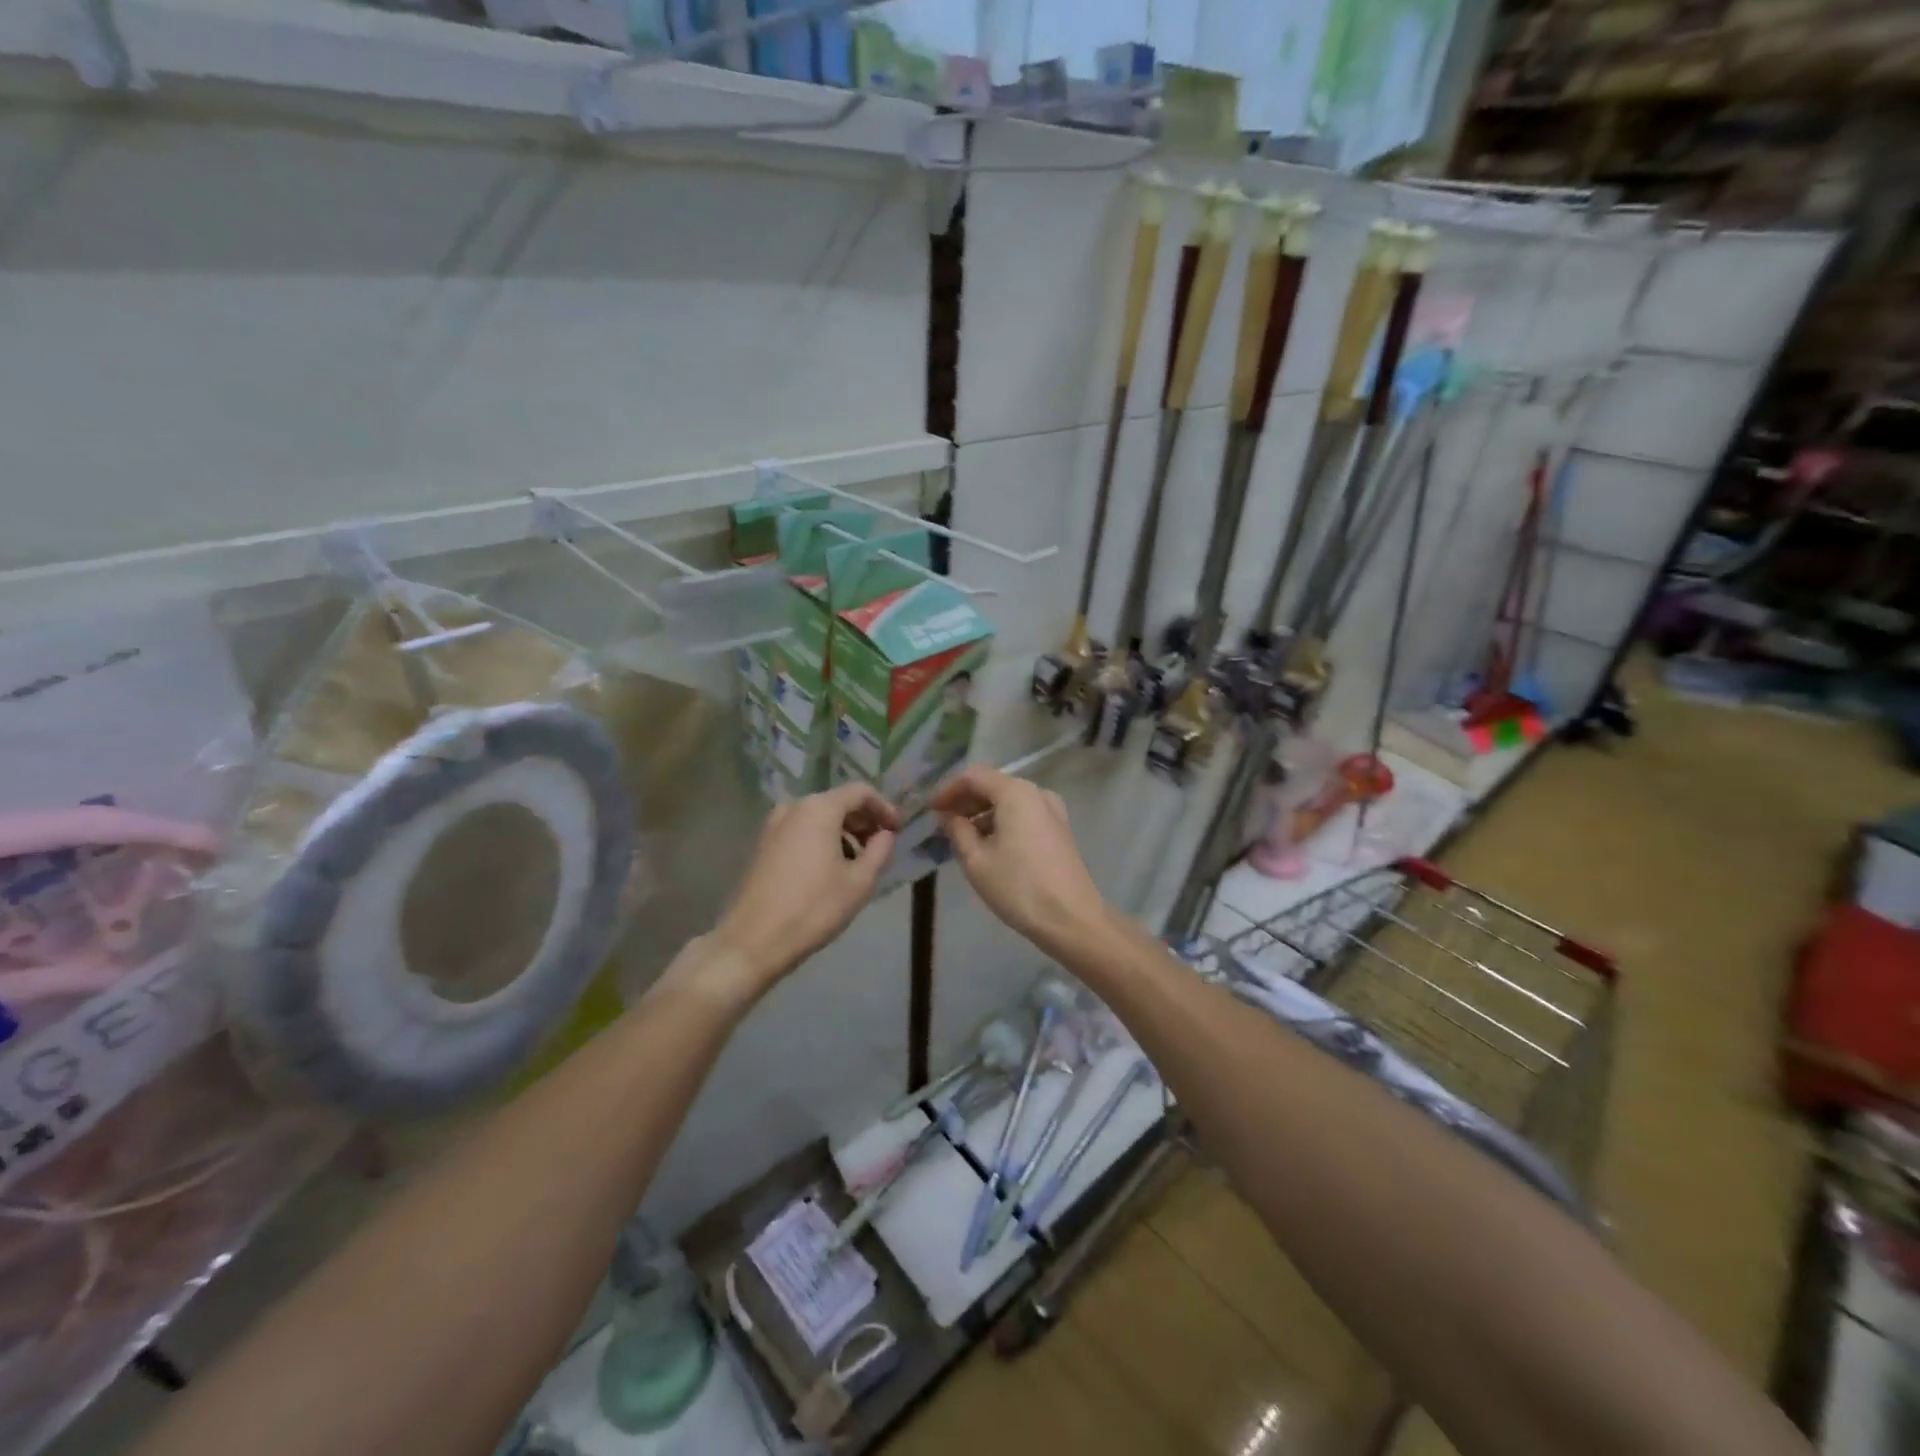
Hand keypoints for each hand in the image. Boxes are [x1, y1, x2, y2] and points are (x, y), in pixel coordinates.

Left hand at [710, 784, 898, 991]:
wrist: (753, 941)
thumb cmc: (814, 908)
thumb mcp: (859, 881)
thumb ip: (880, 850)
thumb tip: (885, 835)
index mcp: (819, 809)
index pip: (860, 792)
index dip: (884, 808)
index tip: (897, 831)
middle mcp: (794, 807)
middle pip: (838, 802)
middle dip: (863, 821)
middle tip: (881, 847)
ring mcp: (774, 825)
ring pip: (819, 818)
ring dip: (843, 833)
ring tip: (858, 863)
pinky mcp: (763, 845)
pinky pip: (801, 831)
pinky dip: (822, 841)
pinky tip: (831, 870)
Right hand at [932, 765, 1109, 957]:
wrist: (1072, 919)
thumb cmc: (1018, 887)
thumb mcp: (976, 860)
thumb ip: (957, 830)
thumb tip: (948, 816)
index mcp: (1016, 793)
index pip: (973, 776)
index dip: (948, 790)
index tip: (930, 810)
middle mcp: (1036, 793)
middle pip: (993, 785)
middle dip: (965, 801)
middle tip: (941, 823)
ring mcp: (1052, 810)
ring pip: (1008, 801)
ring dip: (982, 813)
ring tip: (960, 836)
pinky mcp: (1058, 829)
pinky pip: (1023, 815)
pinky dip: (1001, 822)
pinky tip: (986, 844)